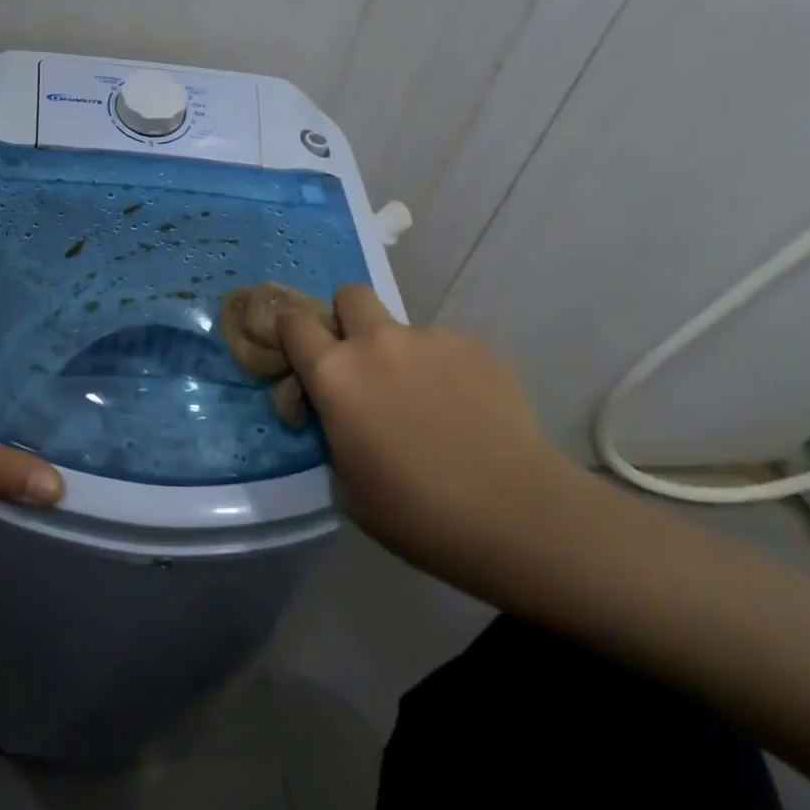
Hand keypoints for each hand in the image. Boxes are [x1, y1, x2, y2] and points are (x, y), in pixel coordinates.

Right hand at [277, 286, 576, 576]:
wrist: (518, 515)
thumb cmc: (417, 514)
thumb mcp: (347, 486)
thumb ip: (333, 436)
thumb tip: (343, 421)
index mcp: (335, 374)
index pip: (293, 322)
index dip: (291, 334)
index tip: (302, 359)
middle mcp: (377, 342)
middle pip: (349, 295)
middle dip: (348, 320)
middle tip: (363, 366)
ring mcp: (431, 339)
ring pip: (403, 329)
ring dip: (402, 355)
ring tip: (430, 406)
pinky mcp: (477, 348)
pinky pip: (447, 349)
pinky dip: (447, 372)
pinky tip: (467, 413)